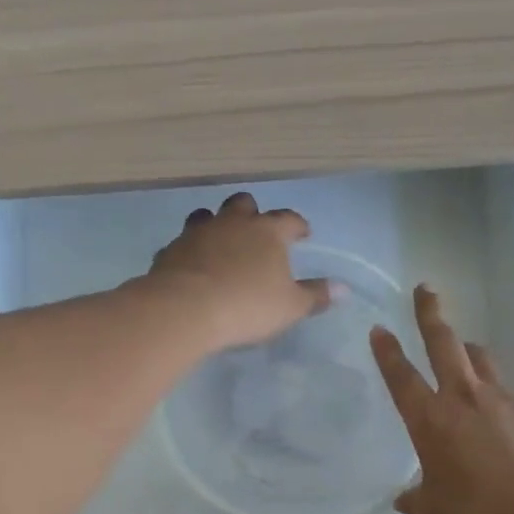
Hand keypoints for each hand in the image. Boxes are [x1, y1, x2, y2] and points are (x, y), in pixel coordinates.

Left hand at [144, 193, 332, 350]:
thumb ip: (315, 296)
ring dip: (215, 225)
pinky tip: (191, 267)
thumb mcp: (290, 307)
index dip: (297, 225)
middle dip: (252, 213)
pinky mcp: (170, 251)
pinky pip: (182, 244)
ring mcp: (197, 233)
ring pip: (206, 216)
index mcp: (266, 232)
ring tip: (220, 242)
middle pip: (243, 204)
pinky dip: (190, 251)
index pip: (288, 219)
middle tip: (257, 230)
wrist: (186, 309)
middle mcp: (231, 223)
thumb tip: (343, 288)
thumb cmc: (247, 306)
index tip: (303, 234)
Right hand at [371, 285, 513, 513]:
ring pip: (480, 359)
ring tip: (463, 350)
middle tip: (425, 290)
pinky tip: (499, 421)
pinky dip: (495, 395)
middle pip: (444, 343)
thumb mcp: (434, 510)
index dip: (387, 351)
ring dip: (467, 349)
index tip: (379, 329)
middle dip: (430, 313)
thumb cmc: (479, 512)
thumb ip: (415, 498)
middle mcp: (464, 398)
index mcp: (431, 420)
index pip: (402, 376)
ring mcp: (502, 399)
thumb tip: (403, 497)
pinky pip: (506, 392)